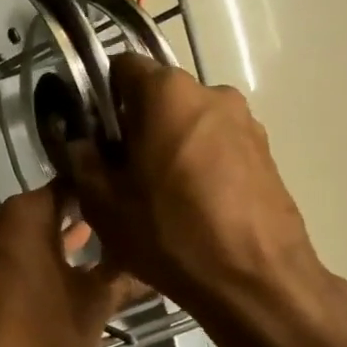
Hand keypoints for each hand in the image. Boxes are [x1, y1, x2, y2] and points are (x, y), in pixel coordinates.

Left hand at [0, 185, 143, 346]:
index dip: (103, 191)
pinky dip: (37, 259)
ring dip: (60, 240)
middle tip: (125, 225)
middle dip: (83, 217)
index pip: (71, 184)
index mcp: (25, 214)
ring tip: (103, 249)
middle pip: (47, 208)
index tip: (132, 199)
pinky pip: (12, 255)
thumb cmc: (41, 334)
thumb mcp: (94, 304)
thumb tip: (153, 264)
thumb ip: (123, 277)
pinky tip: (66, 274)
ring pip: (28, 233)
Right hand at [56, 53, 333, 346]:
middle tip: (119, 172)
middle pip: (158, 96)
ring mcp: (245, 122)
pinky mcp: (265, 152)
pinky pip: (216, 145)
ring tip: (157, 195)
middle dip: (135, 124)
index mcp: (167, 93)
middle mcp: (211, 92)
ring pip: (188, 122)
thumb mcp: (103, 202)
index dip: (100, 96)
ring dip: (167, 145)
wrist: (255, 280)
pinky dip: (197, 163)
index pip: (122, 66)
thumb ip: (82, 161)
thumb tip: (80, 143)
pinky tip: (190, 206)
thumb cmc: (169, 233)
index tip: (94, 134)